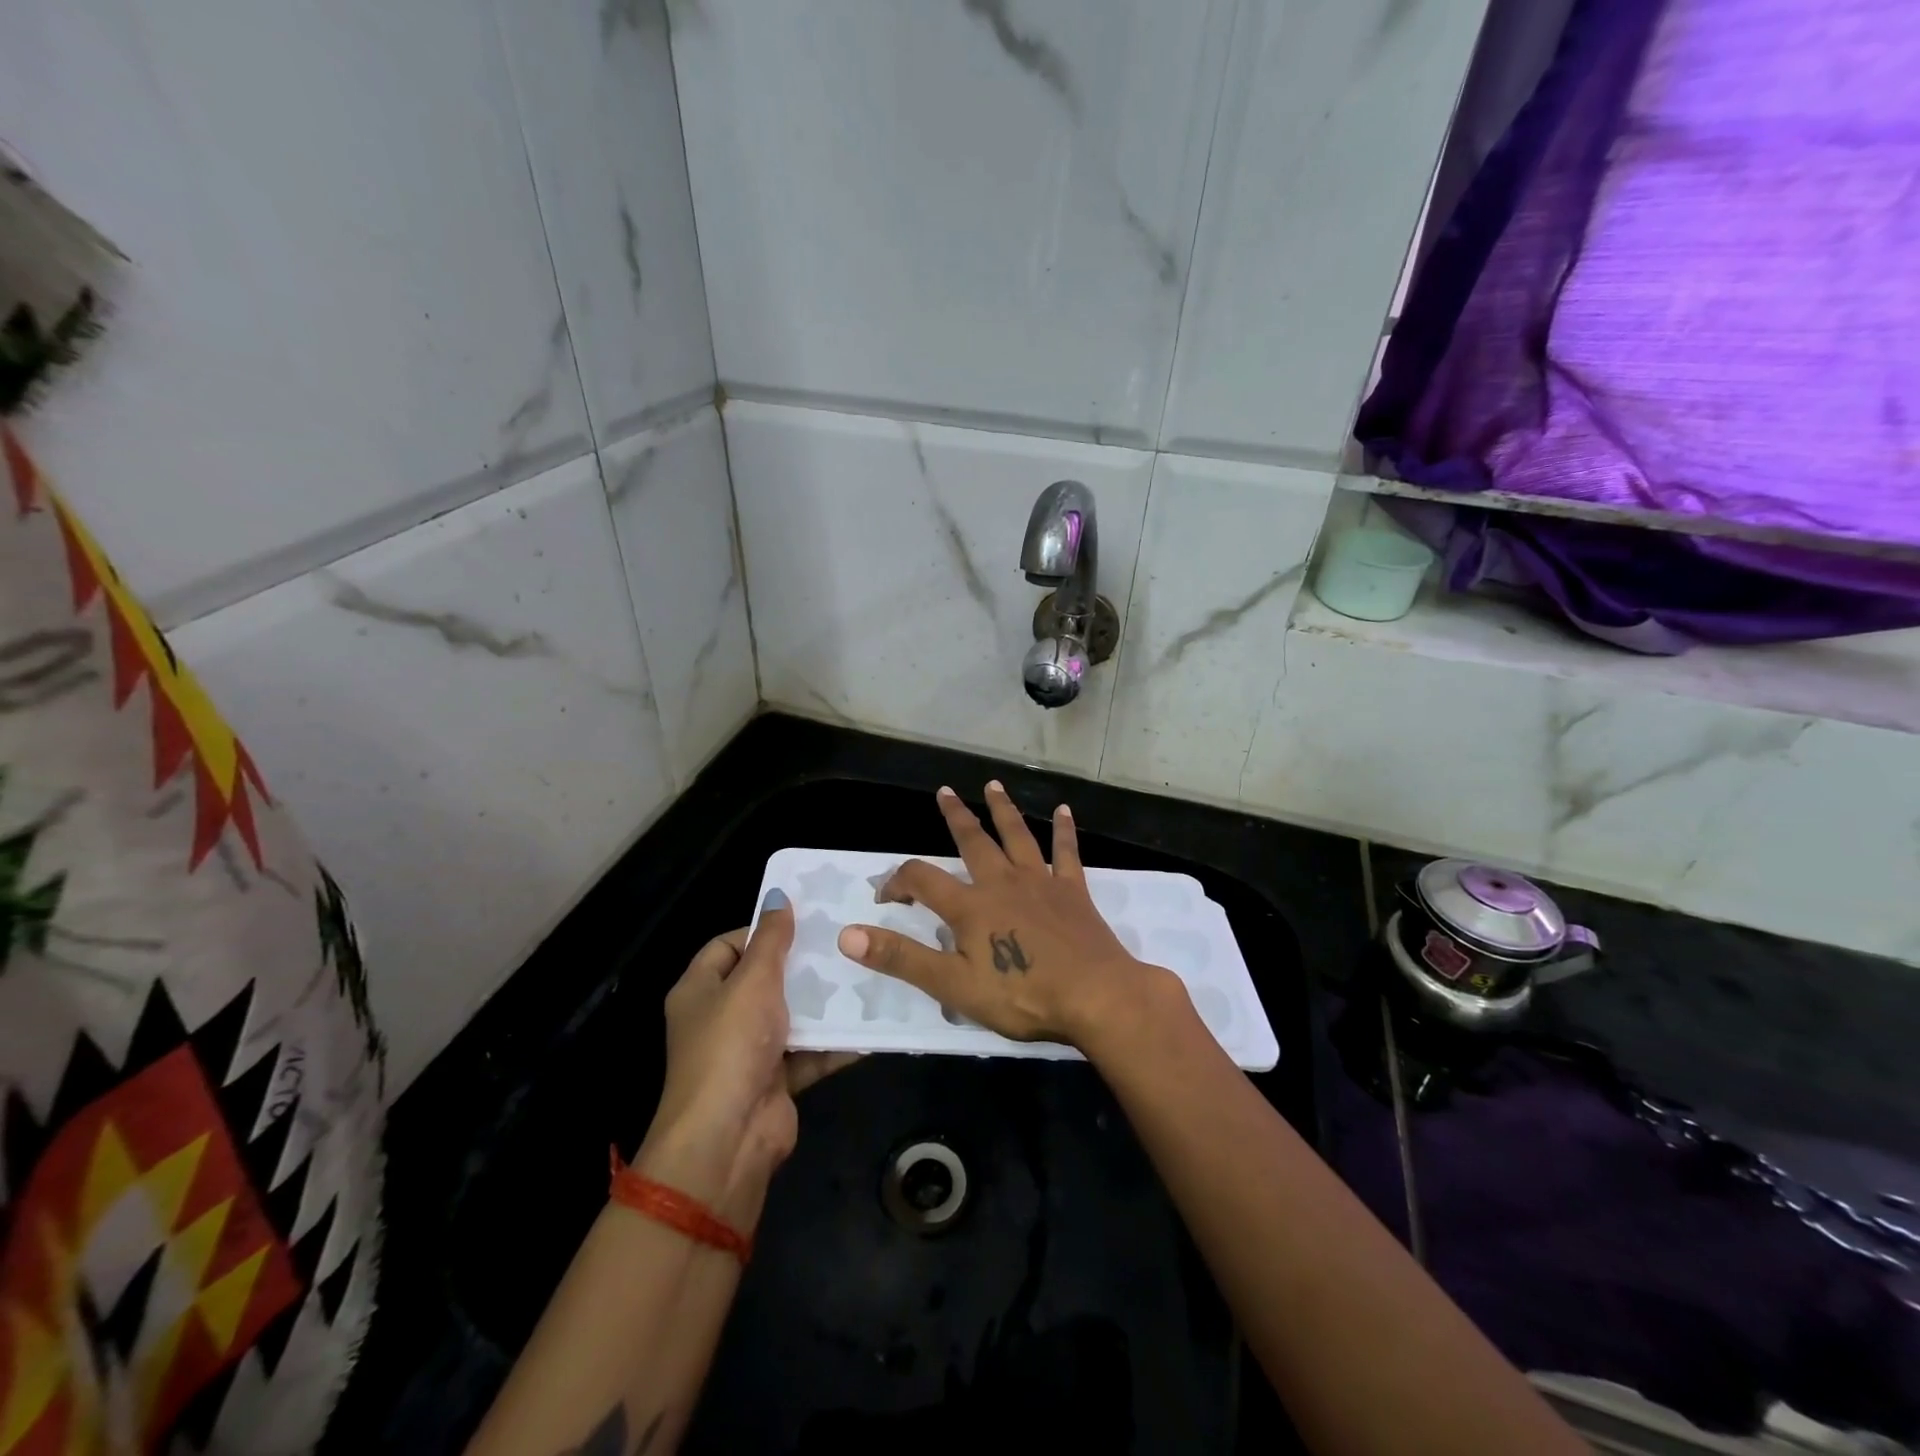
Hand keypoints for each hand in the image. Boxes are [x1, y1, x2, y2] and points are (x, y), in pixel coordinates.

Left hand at [637, 896, 856, 1229]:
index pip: (728, 946)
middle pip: (764, 980)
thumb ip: (771, 939)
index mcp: (699, 990)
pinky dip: (835, 1042)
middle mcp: (720, 1018)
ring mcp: (749, 1052)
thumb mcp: (753, 981)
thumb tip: (778, 895)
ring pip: (791, 1016)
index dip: (761, 931)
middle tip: (844, 942)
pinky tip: (870, 1023)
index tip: (804, 921)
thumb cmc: (731, 1045)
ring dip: (823, 1003)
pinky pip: (810, 1052)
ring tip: (864, 974)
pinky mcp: (776, 1080)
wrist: (728, 1139)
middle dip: (802, 965)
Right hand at [837, 783, 1172, 1048]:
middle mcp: (1003, 882)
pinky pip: (1066, 853)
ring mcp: (1041, 883)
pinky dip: (1064, 831)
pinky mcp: (1073, 891)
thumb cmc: (1021, 995)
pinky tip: (1064, 811)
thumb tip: (847, 934)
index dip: (897, 882)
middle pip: (973, 841)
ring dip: (1003, 810)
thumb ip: (901, 958)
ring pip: (1017, 836)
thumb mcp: (952, 985)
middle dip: (955, 817)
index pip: (921, 880)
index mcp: (970, 906)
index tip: (885, 895)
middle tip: (943, 792)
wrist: (1095, 996)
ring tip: (993, 785)